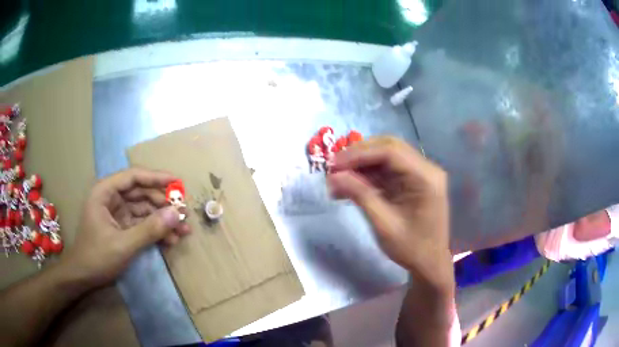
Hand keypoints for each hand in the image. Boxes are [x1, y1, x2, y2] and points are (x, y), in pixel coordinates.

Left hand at [60, 168, 190, 287]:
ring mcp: (118, 214)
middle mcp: (112, 198)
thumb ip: (149, 229)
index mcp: (105, 192)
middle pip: (141, 193)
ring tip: (183, 231)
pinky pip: (142, 224)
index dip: (156, 178)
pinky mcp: (123, 227)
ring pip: (144, 210)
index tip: (177, 183)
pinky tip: (171, 240)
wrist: (84, 277)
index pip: (133, 177)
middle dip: (163, 204)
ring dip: (163, 220)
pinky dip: (156, 232)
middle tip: (184, 214)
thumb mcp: (123, 244)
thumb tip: (177, 214)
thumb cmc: (97, 257)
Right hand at [327, 137, 452, 289]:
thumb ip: (360, 195)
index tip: (333, 164)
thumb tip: (333, 176)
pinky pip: (387, 170)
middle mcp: (426, 169)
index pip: (390, 152)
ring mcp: (420, 173)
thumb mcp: (384, 224)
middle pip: (389, 148)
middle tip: (333, 168)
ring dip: (361, 165)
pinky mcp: (412, 181)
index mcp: (426, 178)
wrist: (429, 263)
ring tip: (337, 179)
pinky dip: (368, 175)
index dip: (359, 154)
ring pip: (386, 157)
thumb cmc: (411, 248)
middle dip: (358, 155)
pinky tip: (350, 185)